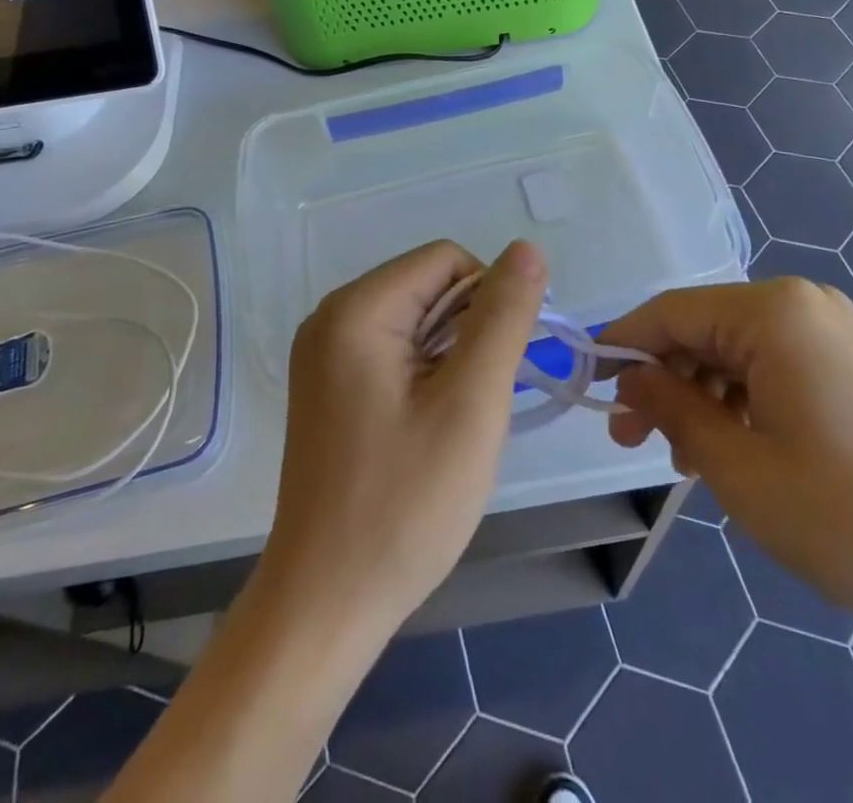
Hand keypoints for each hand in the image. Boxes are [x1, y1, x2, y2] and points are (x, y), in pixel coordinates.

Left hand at [260, 240, 548, 640]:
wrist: (325, 604)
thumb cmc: (403, 504)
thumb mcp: (470, 405)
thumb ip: (502, 318)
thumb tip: (527, 249)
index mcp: (356, 309)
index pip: (446, 259)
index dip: (489, 299)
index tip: (502, 365)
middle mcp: (332, 317)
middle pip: (428, 286)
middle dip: (469, 331)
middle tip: (477, 404)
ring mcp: (325, 354)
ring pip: (415, 321)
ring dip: (451, 357)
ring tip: (455, 422)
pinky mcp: (329, 387)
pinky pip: (393, 352)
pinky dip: (426, 376)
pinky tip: (430, 429)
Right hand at [604, 279, 852, 650]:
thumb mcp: (741, 470)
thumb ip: (673, 410)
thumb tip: (631, 377)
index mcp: (773, 313)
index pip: (669, 313)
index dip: (622, 348)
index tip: (589, 389)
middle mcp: (803, 305)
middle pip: (703, 329)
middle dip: (663, 380)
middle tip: (633, 441)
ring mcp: (835, 333)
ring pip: (736, 350)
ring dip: (701, 396)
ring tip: (688, 461)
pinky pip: (775, 366)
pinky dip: (742, 401)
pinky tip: (736, 449)